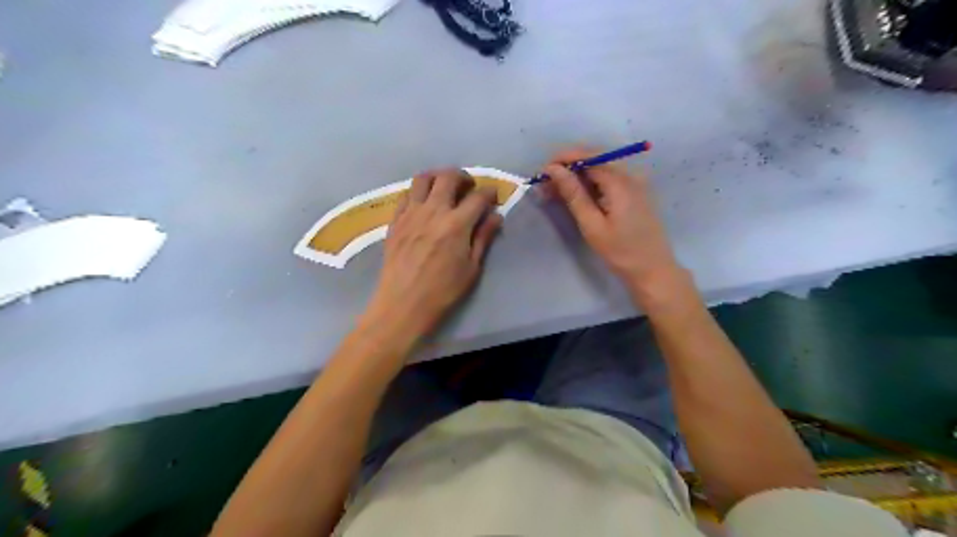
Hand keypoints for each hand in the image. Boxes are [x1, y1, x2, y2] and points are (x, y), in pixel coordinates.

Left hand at [365, 168, 503, 344]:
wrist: (403, 304)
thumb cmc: (443, 291)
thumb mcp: (471, 268)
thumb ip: (483, 238)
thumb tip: (495, 217)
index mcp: (456, 224)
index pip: (478, 197)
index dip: (489, 193)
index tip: (493, 196)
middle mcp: (433, 211)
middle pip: (448, 177)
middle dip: (463, 177)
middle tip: (468, 187)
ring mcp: (411, 214)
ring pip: (423, 178)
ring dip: (437, 177)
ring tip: (444, 188)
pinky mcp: (395, 221)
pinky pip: (405, 195)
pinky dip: (418, 193)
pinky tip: (423, 204)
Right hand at [542, 147, 684, 295]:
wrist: (653, 270)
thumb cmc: (621, 252)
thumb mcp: (592, 225)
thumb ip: (573, 194)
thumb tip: (553, 170)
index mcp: (621, 181)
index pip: (589, 156)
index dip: (563, 158)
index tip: (542, 171)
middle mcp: (630, 175)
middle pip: (594, 159)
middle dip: (567, 168)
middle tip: (544, 186)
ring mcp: (634, 183)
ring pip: (599, 169)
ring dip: (575, 177)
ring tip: (553, 193)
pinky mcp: (634, 192)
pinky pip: (607, 180)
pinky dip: (588, 185)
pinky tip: (574, 196)